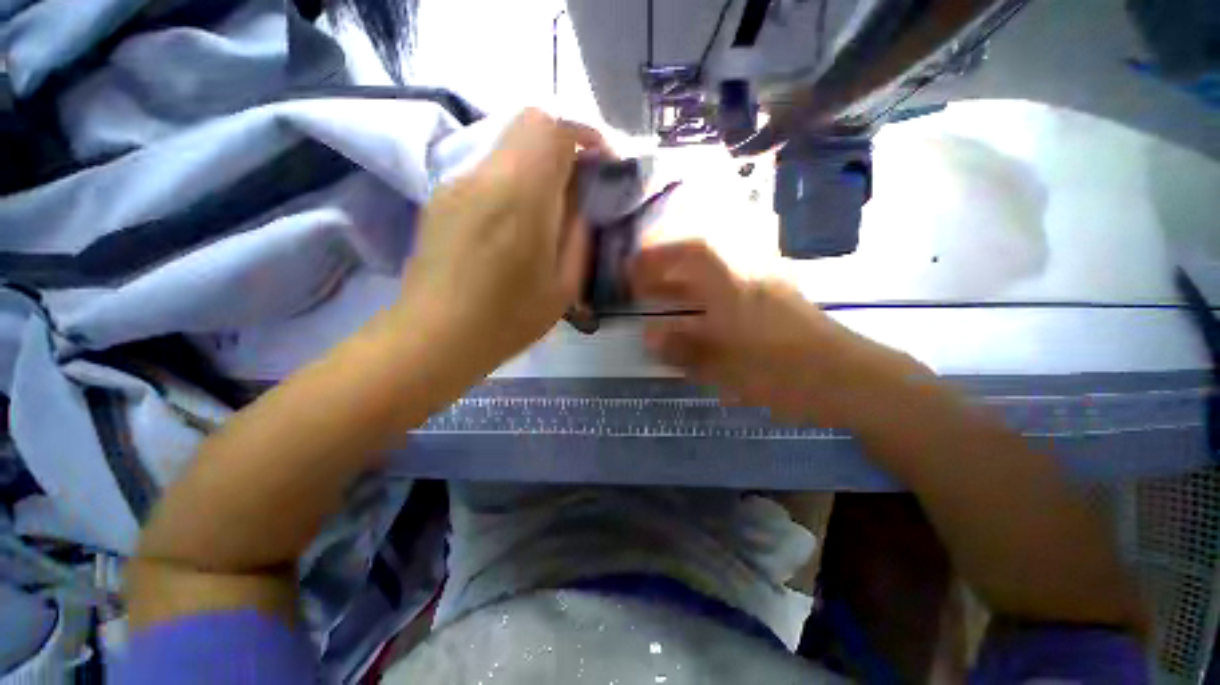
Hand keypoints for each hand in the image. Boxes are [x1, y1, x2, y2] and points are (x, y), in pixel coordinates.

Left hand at [400, 109, 606, 369]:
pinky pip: (486, 169)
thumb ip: (578, 235)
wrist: (436, 336)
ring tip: (548, 209)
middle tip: (577, 185)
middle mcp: (485, 175)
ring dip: (536, 164)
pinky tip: (514, 223)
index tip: (600, 163)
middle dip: (562, 144)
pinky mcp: (442, 198)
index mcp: (521, 196)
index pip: (553, 129)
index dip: (584, 136)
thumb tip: (581, 203)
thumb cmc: (509, 319)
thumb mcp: (563, 286)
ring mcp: (457, 183)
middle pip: (528, 123)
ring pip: (506, 145)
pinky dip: (512, 179)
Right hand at [629, 241, 923, 425]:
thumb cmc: (783, 371)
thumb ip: (684, 349)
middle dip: (667, 266)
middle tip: (641, 284)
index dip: (657, 254)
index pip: (689, 250)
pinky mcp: (773, 298)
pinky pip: (728, 283)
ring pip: (714, 270)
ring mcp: (763, 283)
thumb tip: (649, 336)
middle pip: (700, 256)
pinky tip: (697, 309)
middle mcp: (747, 274)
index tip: (632, 266)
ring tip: (661, 295)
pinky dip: (705, 290)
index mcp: (732, 285)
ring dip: (685, 278)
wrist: (848, 378)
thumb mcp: (726, 366)